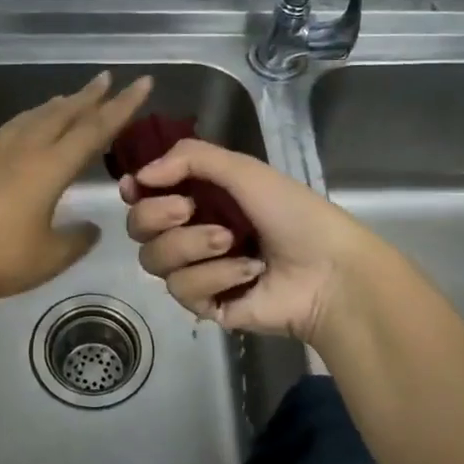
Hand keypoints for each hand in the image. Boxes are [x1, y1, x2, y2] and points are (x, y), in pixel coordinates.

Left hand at [0, 71, 152, 306]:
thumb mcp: (50, 256)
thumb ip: (76, 240)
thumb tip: (91, 228)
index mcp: (49, 167)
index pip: (94, 130)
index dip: (121, 107)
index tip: (141, 84)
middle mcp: (25, 151)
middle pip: (62, 114)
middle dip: (88, 96)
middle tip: (107, 78)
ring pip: (34, 118)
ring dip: (57, 105)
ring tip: (69, 98)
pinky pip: (13, 129)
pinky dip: (31, 119)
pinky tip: (27, 127)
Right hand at [120, 139, 373, 342]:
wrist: (328, 271)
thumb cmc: (293, 213)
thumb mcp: (245, 170)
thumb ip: (190, 158)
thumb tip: (139, 176)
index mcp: (200, 197)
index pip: (146, 194)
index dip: (135, 190)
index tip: (135, 187)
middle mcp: (190, 231)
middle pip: (139, 227)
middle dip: (157, 215)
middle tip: (188, 209)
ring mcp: (196, 270)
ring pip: (154, 259)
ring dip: (191, 246)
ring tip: (231, 242)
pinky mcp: (205, 305)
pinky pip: (183, 288)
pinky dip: (215, 276)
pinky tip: (248, 272)